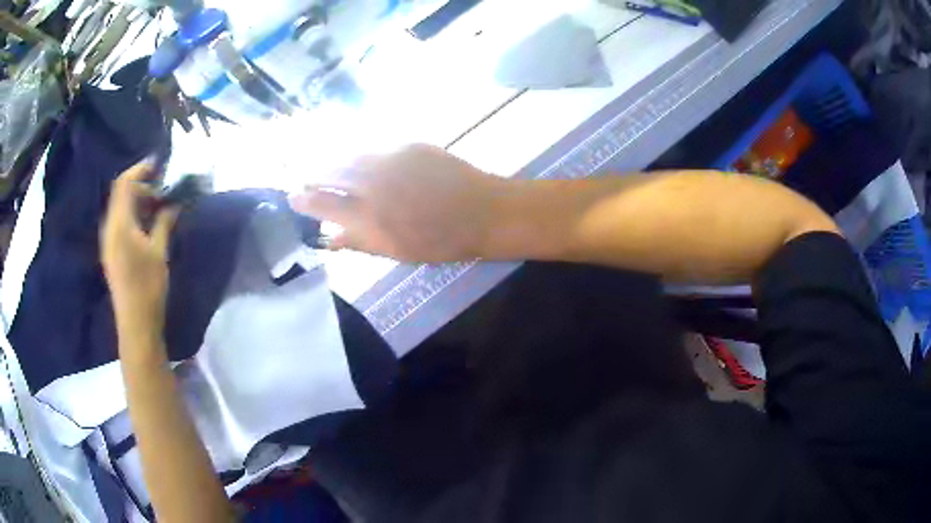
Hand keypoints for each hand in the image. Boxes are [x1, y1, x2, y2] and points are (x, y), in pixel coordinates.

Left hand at [101, 160, 178, 337]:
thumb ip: (164, 222)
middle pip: (121, 194)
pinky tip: (147, 226)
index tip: (158, 165)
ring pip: (120, 209)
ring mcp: (108, 241)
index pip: (124, 183)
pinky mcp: (111, 253)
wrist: (135, 324)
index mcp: (119, 224)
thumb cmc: (148, 287)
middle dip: (141, 186)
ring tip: (157, 207)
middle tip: (162, 190)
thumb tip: (173, 203)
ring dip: (137, 202)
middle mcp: (110, 228)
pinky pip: (119, 223)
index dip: (140, 169)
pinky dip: (133, 216)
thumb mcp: (159, 252)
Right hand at [289, 144, 506, 262]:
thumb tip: (329, 239)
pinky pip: (375, 147)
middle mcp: (377, 184)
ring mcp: (393, 160)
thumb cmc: (442, 241)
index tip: (292, 197)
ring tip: (325, 168)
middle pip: (333, 174)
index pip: (326, 205)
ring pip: (351, 156)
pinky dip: (360, 154)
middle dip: (315, 176)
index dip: (306, 201)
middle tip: (305, 179)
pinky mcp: (409, 145)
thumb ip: (359, 243)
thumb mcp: (397, 252)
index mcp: (373, 218)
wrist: (484, 211)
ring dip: (335, 162)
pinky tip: (358, 159)